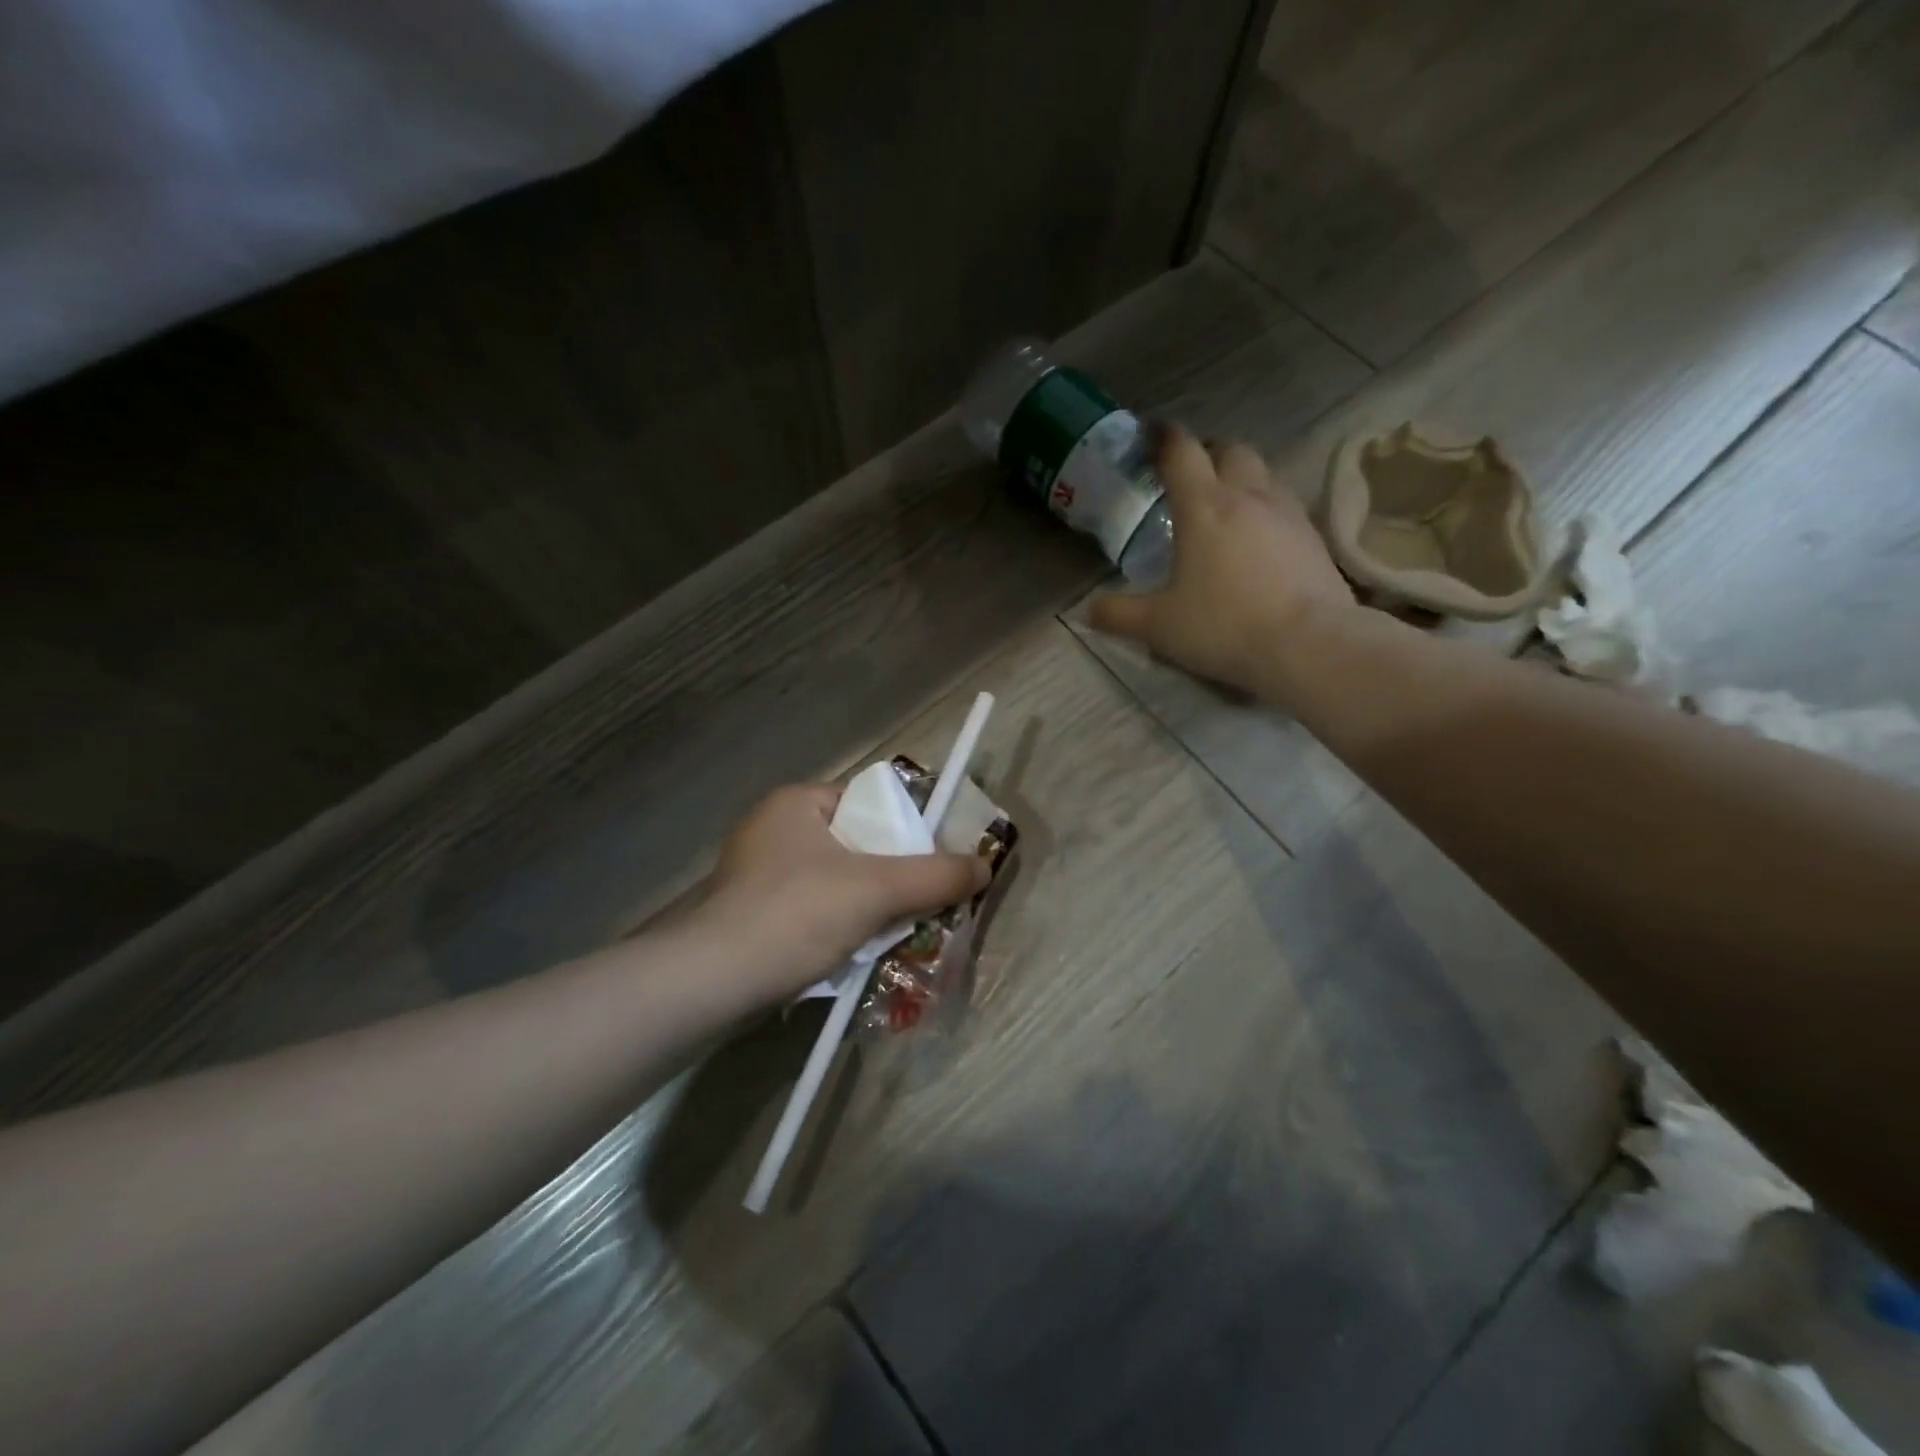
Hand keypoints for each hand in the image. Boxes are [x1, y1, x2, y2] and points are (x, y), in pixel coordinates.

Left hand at [697, 784, 989, 1001]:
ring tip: (895, 934)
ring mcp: (756, 874)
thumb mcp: (875, 890)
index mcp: (797, 802)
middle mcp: (773, 829)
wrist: (707, 983)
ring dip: (866, 907)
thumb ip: (935, 876)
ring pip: (835, 882)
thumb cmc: (794, 914)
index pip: (869, 803)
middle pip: (856, 845)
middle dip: (890, 877)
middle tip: (921, 904)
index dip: (908, 830)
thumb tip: (986, 866)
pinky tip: (853, 954)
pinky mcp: (748, 914)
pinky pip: (810, 910)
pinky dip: (836, 927)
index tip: (934, 863)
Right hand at [1089, 427, 1357, 700]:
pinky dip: (1264, 509)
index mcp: (1203, 507)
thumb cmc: (1223, 627)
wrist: (1309, 646)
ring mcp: (1288, 513)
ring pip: (1262, 474)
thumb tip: (1087, 611)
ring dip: (1239, 478)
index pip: (1181, 451)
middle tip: (1188, 474)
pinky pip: (1284, 506)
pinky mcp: (1314, 537)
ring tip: (1222, 506)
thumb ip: (1118, 614)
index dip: (1163, 437)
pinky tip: (1256, 540)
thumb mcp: (1158, 626)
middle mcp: (1248, 497)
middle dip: (1207, 452)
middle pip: (1230, 450)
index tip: (1149, 434)